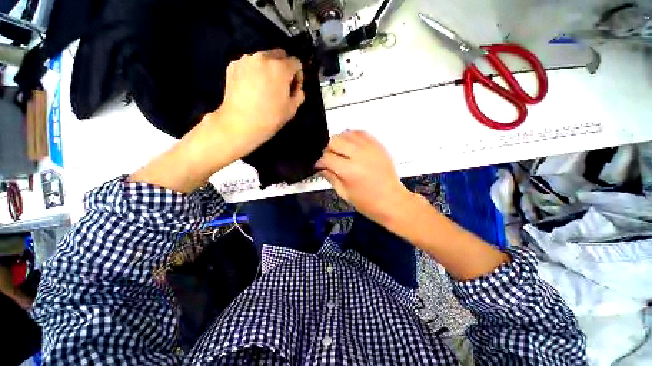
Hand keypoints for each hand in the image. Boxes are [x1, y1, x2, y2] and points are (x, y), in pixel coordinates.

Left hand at [218, 49, 304, 154]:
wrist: (241, 124)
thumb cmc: (270, 118)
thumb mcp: (292, 109)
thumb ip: (299, 93)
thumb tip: (296, 87)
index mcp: (280, 68)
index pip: (296, 62)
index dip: (298, 75)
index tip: (293, 87)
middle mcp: (263, 57)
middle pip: (279, 54)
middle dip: (283, 67)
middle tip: (280, 85)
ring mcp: (246, 60)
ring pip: (263, 58)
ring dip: (267, 68)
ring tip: (264, 87)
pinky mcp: (233, 65)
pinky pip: (249, 64)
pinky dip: (253, 72)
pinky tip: (251, 87)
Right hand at [315, 130, 411, 224]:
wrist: (393, 202)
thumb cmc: (369, 203)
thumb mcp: (344, 194)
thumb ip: (331, 178)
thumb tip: (321, 168)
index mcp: (349, 171)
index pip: (327, 158)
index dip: (320, 162)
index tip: (320, 166)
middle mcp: (359, 155)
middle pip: (335, 141)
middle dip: (329, 150)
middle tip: (331, 160)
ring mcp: (370, 148)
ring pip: (346, 133)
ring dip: (340, 142)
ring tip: (342, 153)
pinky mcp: (378, 146)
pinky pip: (361, 133)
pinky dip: (353, 137)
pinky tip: (352, 147)